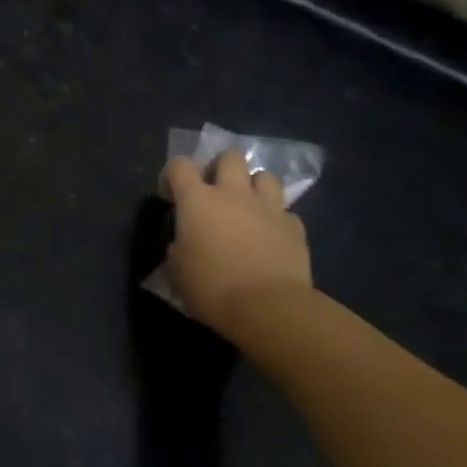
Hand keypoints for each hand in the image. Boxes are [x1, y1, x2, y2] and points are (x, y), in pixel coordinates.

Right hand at [159, 148, 311, 336]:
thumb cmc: (212, 288)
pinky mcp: (295, 229)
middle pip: (230, 157)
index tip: (171, 196)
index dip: (172, 175)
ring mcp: (268, 209)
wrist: (269, 309)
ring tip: (248, 205)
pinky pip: (286, 213)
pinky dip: (277, 220)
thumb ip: (178, 249)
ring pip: (266, 176)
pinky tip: (272, 236)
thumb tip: (183, 245)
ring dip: (255, 186)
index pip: (179, 165)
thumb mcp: (177, 271)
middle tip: (215, 190)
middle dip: (221, 167)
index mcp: (197, 200)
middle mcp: (233, 194)